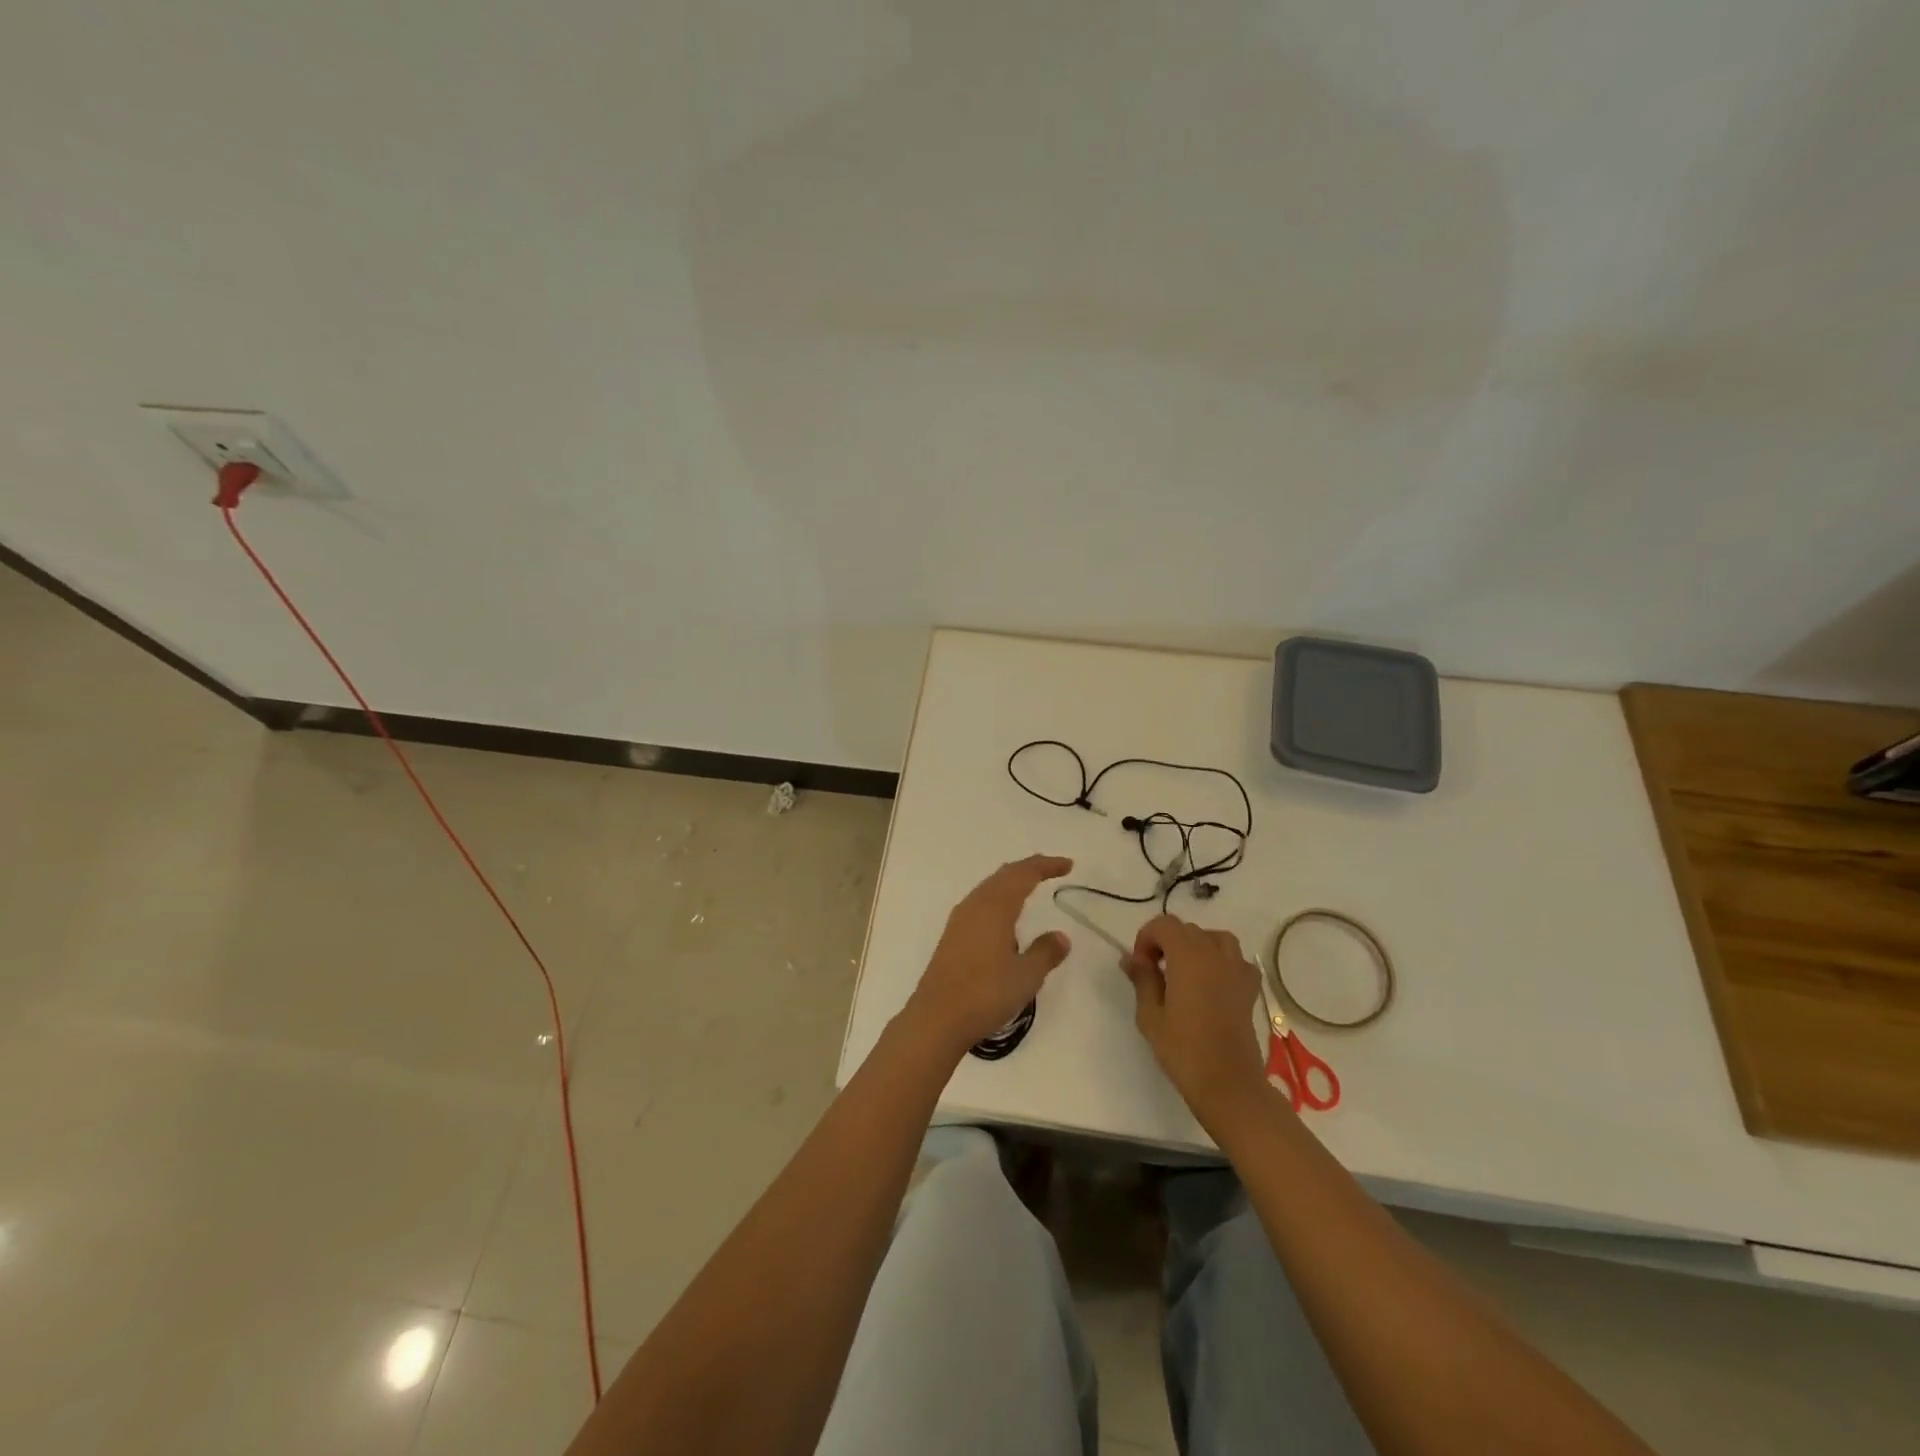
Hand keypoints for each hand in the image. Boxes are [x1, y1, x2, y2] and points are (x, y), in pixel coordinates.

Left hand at [906, 855, 1073, 1051]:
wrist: (936, 1018)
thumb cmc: (985, 994)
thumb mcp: (1026, 976)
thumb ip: (1045, 953)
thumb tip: (1061, 936)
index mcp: (995, 907)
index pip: (1023, 875)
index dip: (1046, 866)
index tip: (1068, 865)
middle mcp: (975, 906)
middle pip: (1004, 875)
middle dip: (1028, 868)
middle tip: (1051, 869)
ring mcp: (959, 920)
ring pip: (989, 888)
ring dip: (1011, 882)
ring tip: (1030, 886)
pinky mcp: (952, 936)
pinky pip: (980, 903)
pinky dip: (998, 897)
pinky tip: (1003, 916)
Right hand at [1121, 915, 1271, 1128]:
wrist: (1228, 1083)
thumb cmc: (1183, 1049)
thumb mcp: (1150, 1014)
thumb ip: (1142, 979)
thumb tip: (1131, 958)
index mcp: (1188, 956)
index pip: (1164, 925)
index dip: (1146, 938)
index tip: (1139, 966)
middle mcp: (1214, 955)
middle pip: (1187, 930)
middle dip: (1166, 943)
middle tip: (1154, 973)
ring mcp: (1236, 970)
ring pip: (1214, 938)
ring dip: (1195, 946)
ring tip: (1183, 971)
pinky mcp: (1249, 988)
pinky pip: (1236, 960)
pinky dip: (1222, 961)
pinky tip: (1213, 981)